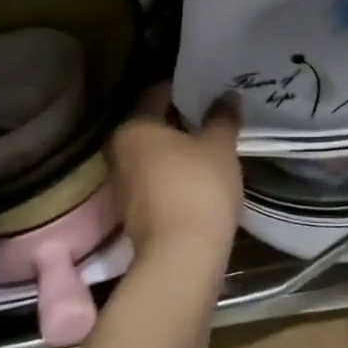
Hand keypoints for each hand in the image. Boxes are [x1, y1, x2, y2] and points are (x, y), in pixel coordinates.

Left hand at [106, 85, 242, 272]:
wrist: (181, 259)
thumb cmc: (198, 188)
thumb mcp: (219, 146)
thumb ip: (222, 117)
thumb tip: (228, 95)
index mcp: (133, 128)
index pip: (156, 94)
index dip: (182, 89)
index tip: (205, 88)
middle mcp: (119, 152)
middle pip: (151, 127)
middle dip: (178, 122)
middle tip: (209, 116)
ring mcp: (122, 187)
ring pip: (152, 157)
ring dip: (175, 152)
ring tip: (208, 146)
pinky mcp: (134, 215)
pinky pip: (155, 183)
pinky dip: (173, 176)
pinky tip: (199, 178)